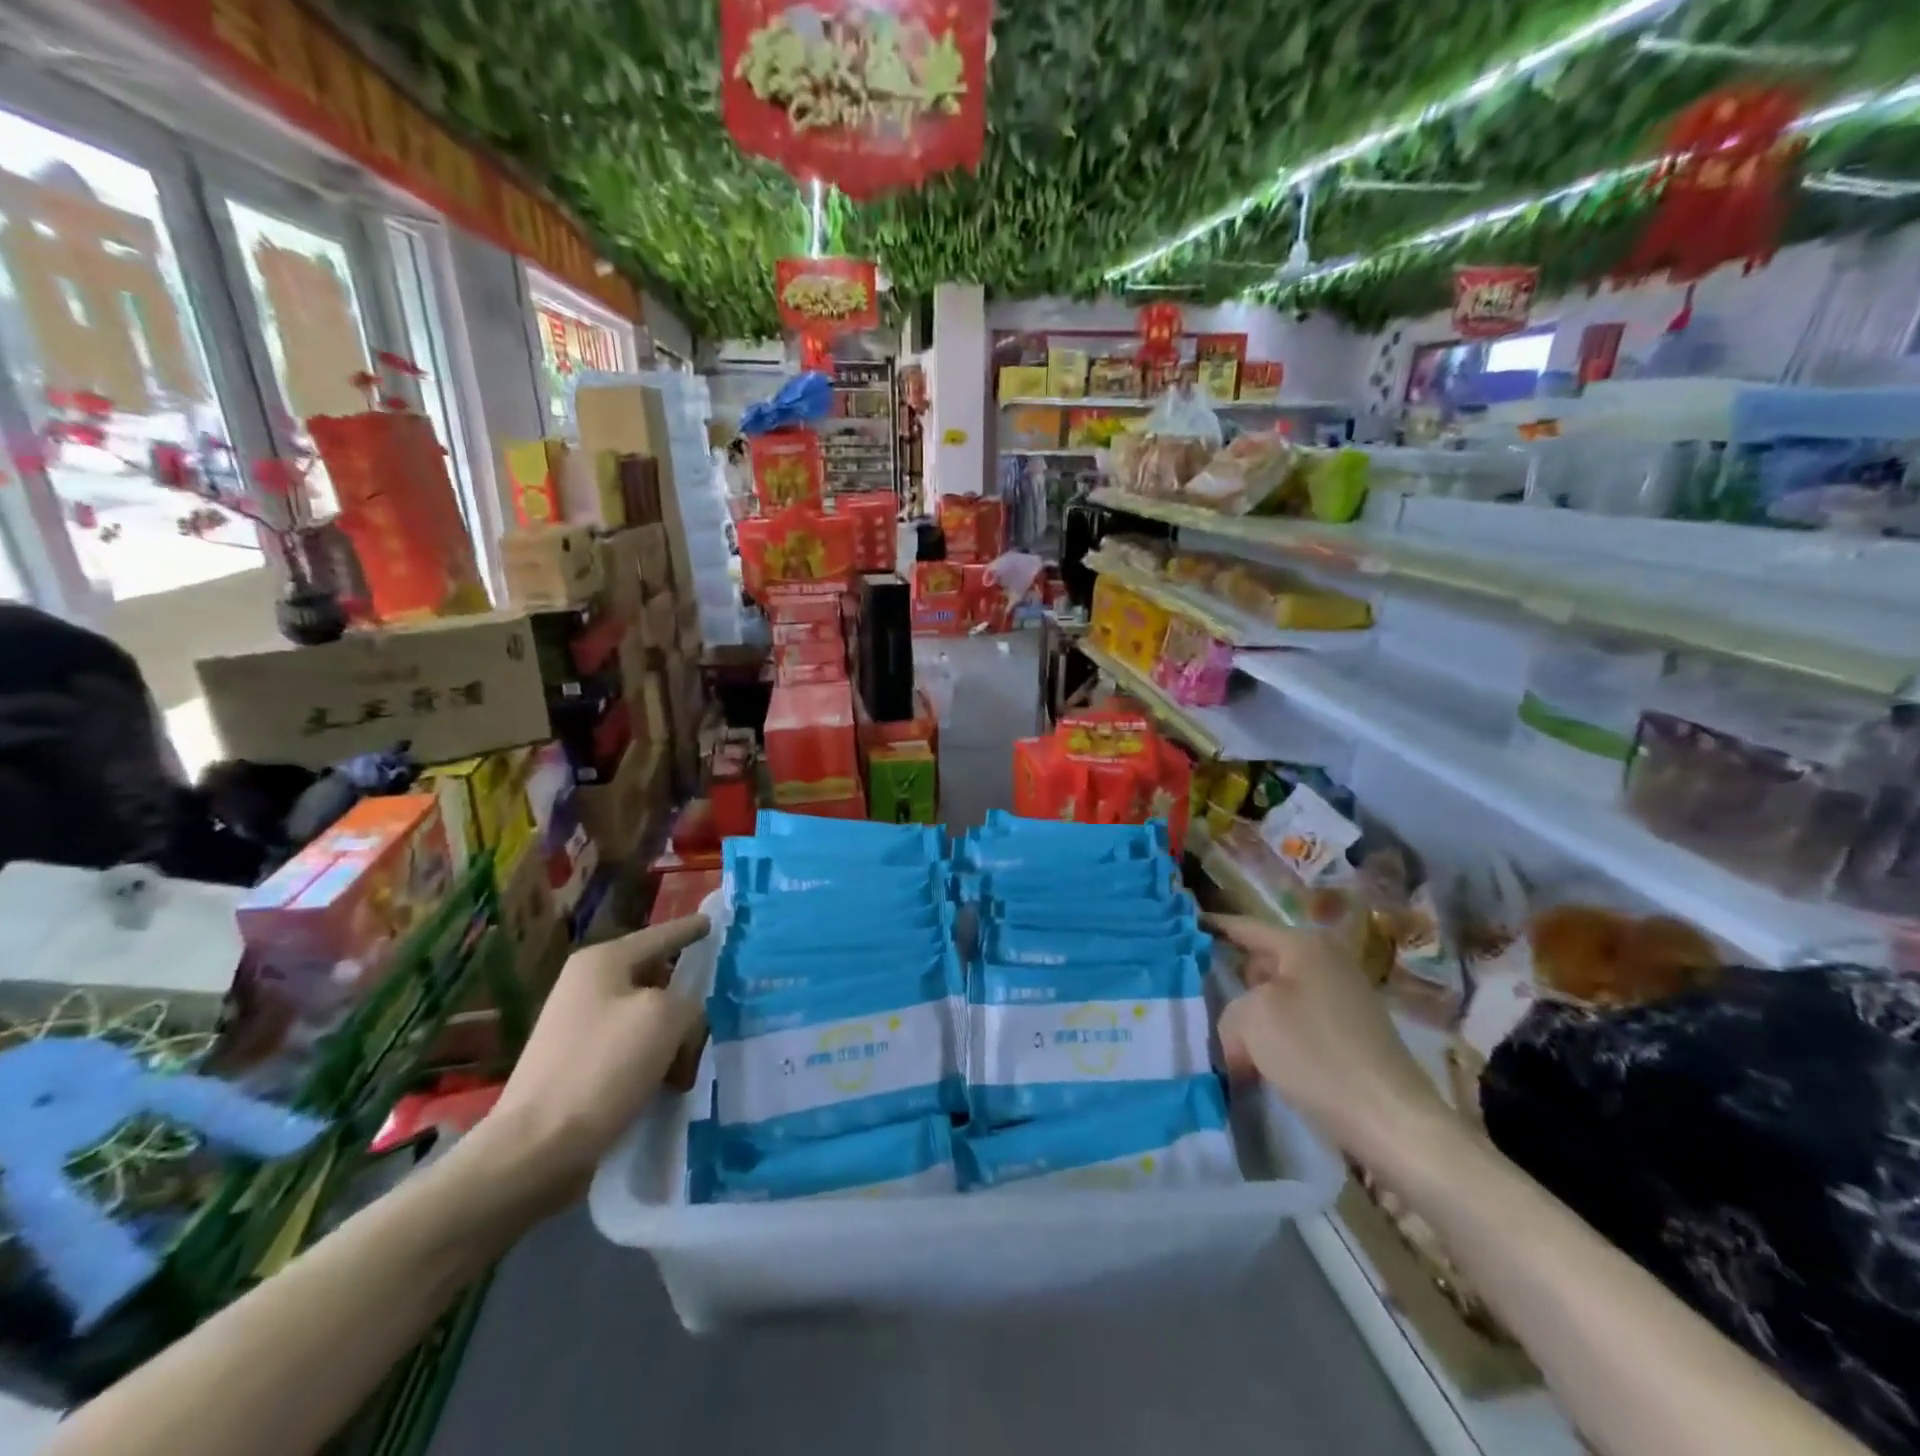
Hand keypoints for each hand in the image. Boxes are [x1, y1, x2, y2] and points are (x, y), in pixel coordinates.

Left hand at [478, 914, 710, 1203]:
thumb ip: (690, 1004)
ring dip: (673, 1035)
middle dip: (686, 994)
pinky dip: (654, 1060)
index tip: (712, 922)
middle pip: (654, 977)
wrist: (536, 1149)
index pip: (660, 935)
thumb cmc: (603, 1067)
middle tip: (721, 1006)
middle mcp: (586, 986)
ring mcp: (578, 1027)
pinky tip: (672, 1083)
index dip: (689, 929)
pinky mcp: (577, 1066)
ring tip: (696, 1059)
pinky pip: (631, 1049)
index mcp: (602, 962)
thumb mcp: (666, 1018)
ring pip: (646, 1017)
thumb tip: (686, 1020)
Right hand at [1208, 914, 1449, 1160]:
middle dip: (1229, 981)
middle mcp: (1327, 961)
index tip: (1178, 928)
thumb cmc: (1317, 1056)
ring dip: (1251, 1015)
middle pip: (1260, 962)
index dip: (1210, 926)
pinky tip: (1258, 1061)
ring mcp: (1343, 998)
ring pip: (1277, 996)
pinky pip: (1297, 1022)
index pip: (1243, 926)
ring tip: (1223, 1037)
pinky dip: (1275, 1036)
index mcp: (1304, 945)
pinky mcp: (1351, 1034)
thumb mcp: (1251, 1022)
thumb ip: (1229, 1011)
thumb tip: (1238, 1035)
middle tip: (1194, 997)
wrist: (1393, 1123)